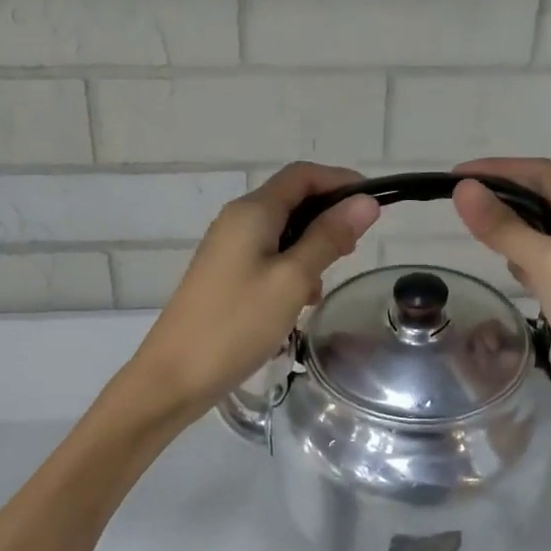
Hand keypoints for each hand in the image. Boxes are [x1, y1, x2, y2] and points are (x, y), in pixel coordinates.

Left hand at [125, 163, 379, 415]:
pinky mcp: (225, 276)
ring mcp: (228, 249)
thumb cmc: (237, 323)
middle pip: (292, 200)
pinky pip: (268, 257)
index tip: (375, 205)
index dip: (341, 181)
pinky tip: (301, 301)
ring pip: (282, 232)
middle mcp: (237, 221)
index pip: (303, 175)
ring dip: (311, 248)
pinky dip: (292, 269)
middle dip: (328, 217)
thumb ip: (328, 237)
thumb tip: (366, 201)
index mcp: (252, 212)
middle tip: (355, 250)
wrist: (175, 376)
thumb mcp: (293, 279)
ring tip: (326, 283)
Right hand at [451, 158, 550, 438]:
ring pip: (544, 233)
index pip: (545, 175)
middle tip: (460, 208)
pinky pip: (547, 262)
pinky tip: (514, 275)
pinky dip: (526, 261)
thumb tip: (463, 190)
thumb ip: (505, 227)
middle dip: (504, 202)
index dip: (499, 169)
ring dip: (514, 232)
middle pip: (545, 201)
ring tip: (483, 241)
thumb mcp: (550, 265)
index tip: (455, 176)